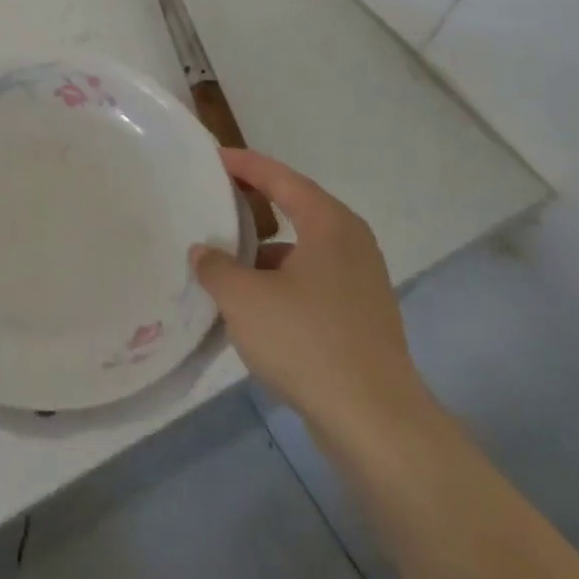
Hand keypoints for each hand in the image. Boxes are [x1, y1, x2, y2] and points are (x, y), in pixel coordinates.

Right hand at [191, 148, 434, 454]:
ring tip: (225, 260)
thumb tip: (204, 253)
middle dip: (255, 204)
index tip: (214, 157)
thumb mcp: (243, 298)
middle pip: (297, 209)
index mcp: (329, 224)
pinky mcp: (361, 319)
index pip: (281, 178)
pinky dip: (280, 282)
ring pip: (303, 251)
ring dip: (265, 251)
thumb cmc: (306, 341)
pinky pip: (311, 283)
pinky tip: (252, 306)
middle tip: (217, 199)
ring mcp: (361, 284)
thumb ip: (216, 267)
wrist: (375, 422)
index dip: (246, 165)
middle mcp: (351, 244)